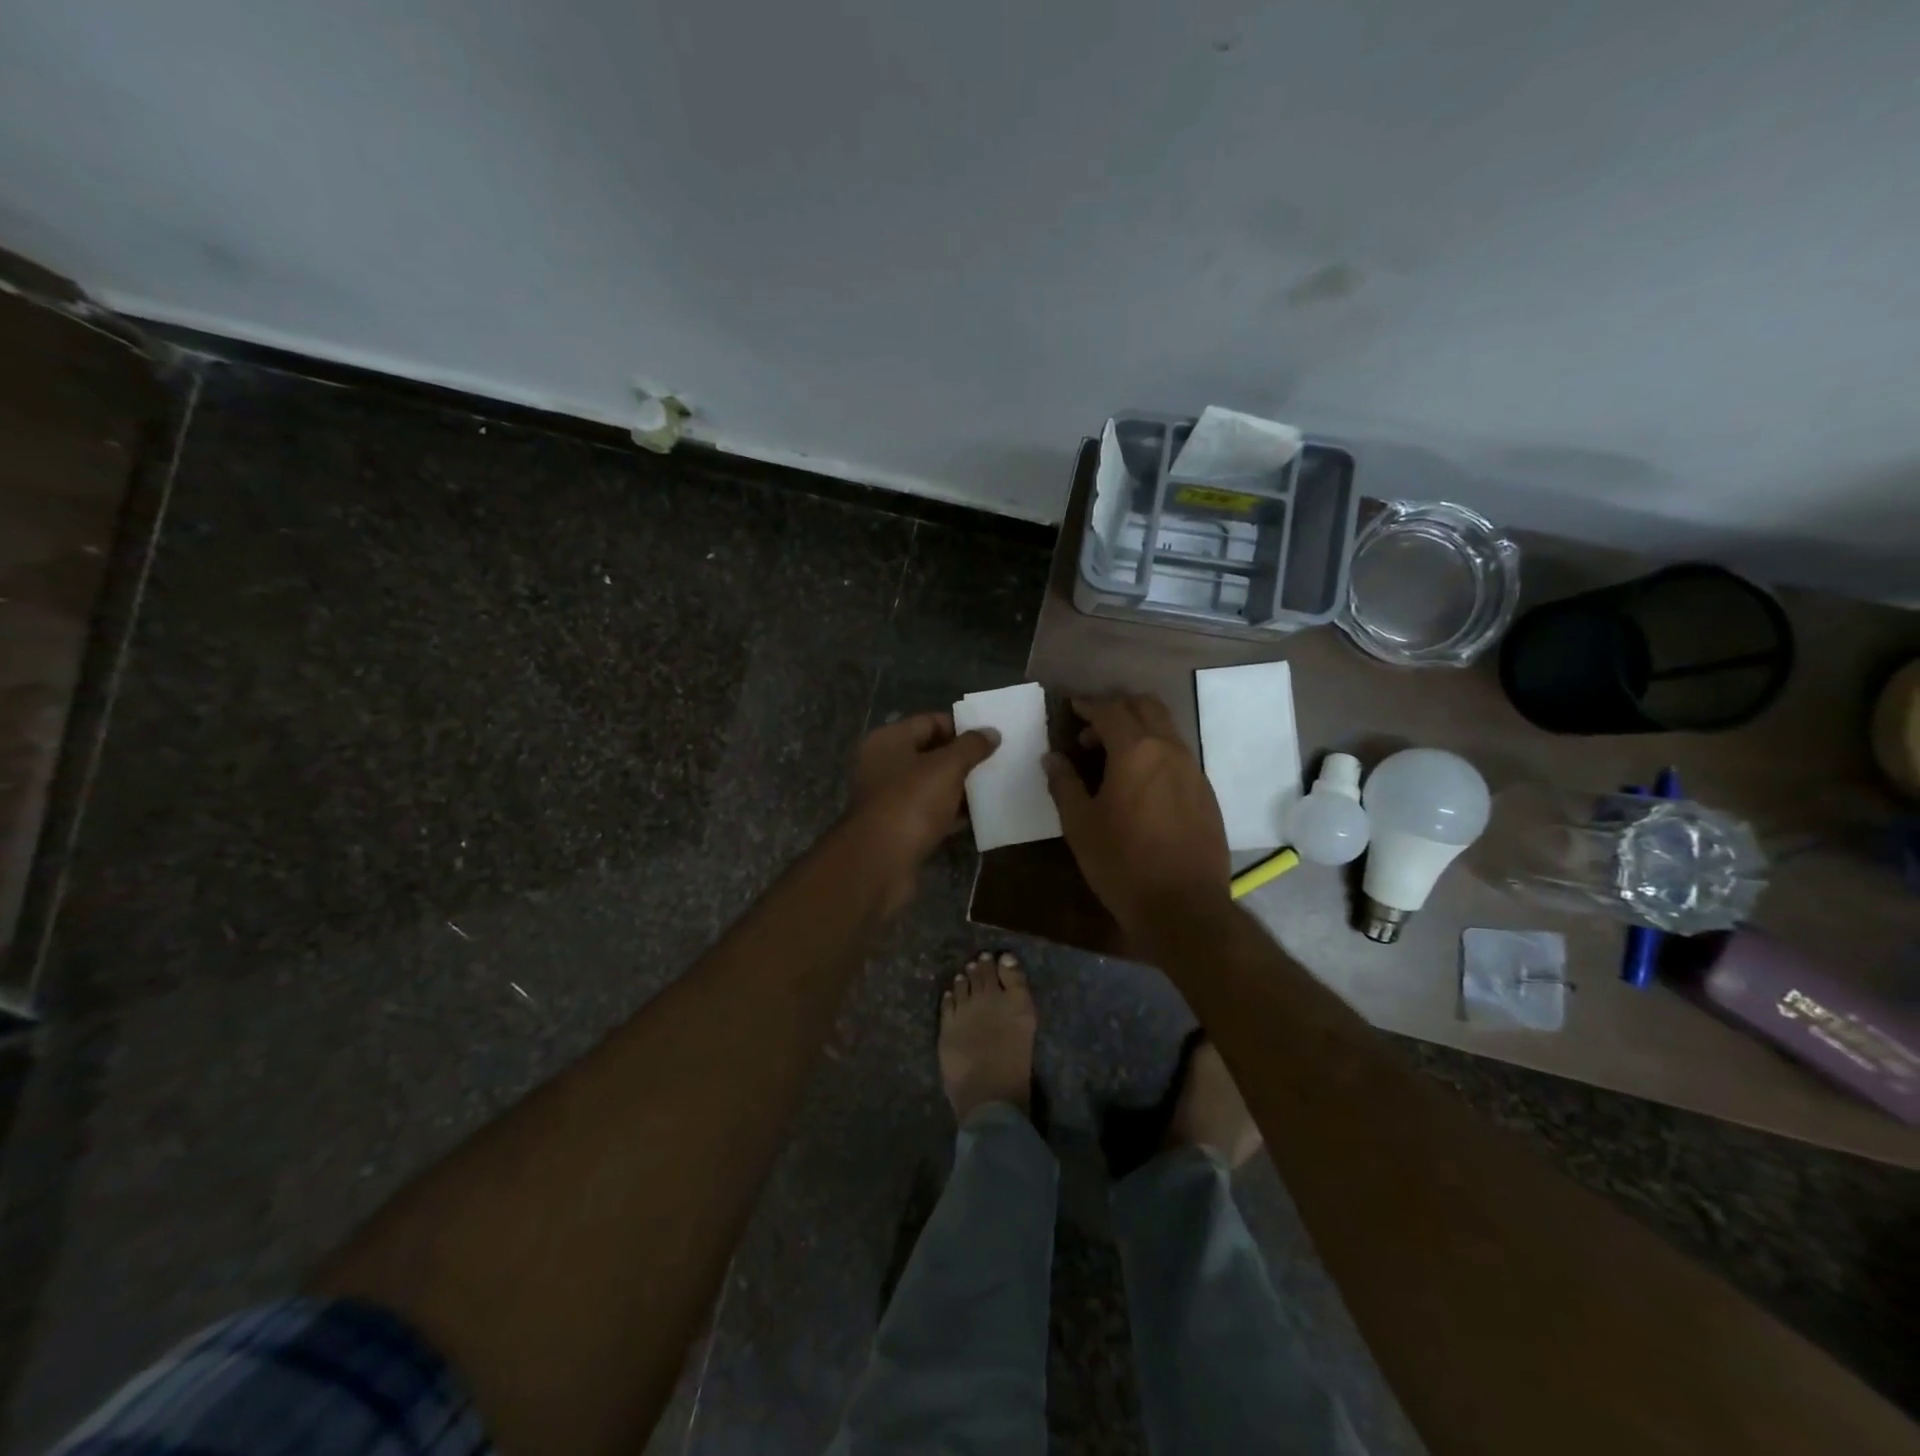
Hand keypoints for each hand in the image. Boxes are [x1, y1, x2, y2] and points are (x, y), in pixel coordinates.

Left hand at [848, 712, 999, 871]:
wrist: (880, 862)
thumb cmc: (911, 802)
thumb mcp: (946, 767)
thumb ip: (971, 747)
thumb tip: (991, 732)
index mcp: (888, 741)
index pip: (929, 721)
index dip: (961, 727)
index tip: (991, 736)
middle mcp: (884, 765)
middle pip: (930, 754)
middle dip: (963, 758)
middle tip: (998, 761)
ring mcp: (890, 799)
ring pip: (932, 785)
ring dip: (960, 787)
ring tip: (994, 786)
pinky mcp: (899, 828)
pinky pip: (931, 813)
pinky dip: (952, 814)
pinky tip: (979, 816)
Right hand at [1043, 694, 1230, 942]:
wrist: (1184, 907)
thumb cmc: (1122, 863)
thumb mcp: (1080, 825)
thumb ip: (1064, 784)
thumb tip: (1053, 758)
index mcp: (1136, 751)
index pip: (1110, 710)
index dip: (1087, 706)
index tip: (1071, 709)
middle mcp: (1170, 750)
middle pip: (1146, 706)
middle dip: (1117, 709)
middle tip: (1091, 732)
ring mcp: (1194, 771)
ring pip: (1166, 730)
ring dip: (1138, 731)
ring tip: (1113, 760)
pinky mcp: (1206, 793)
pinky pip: (1178, 756)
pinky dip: (1156, 754)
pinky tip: (1141, 786)